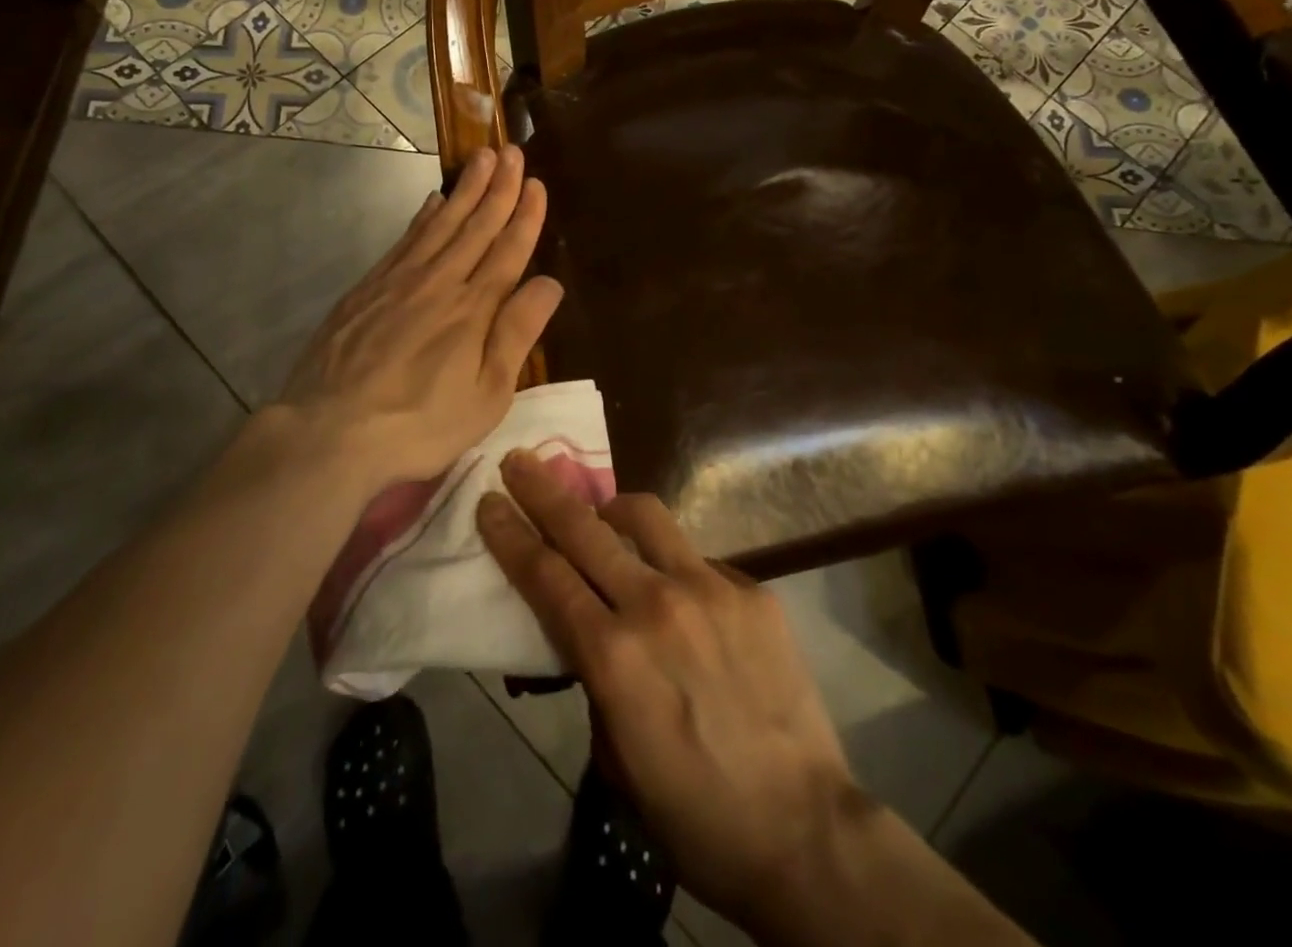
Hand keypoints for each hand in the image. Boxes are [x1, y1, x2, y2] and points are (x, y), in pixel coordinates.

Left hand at [258, 144, 563, 495]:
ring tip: (481, 159)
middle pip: (476, 225)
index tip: (537, 184)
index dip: (526, 216)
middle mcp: (440, 281)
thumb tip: (550, 282)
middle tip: (513, 152)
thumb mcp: (487, 394)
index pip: (508, 250)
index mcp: (474, 309)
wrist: (330, 430)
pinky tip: (432, 201)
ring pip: (440, 223)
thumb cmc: (420, 423)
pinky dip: (423, 216)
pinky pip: (405, 239)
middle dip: (499, 187)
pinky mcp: (368, 288)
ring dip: (465, 189)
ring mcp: (399, 280)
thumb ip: (517, 334)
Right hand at [476, 453, 873, 935]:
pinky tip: (682, 598)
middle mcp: (656, 605)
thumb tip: (587, 630)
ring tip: (602, 514)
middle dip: (542, 490)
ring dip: (611, 509)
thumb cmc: (693, 813)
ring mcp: (710, 588)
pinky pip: (697, 558)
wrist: (802, 830)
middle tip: (519, 461)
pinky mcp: (752, 590)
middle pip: (584, 529)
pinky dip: (673, 565)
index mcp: (613, 656)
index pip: (545, 576)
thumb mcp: (614, 757)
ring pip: (646, 517)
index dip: (511, 533)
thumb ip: (594, 678)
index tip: (489, 499)